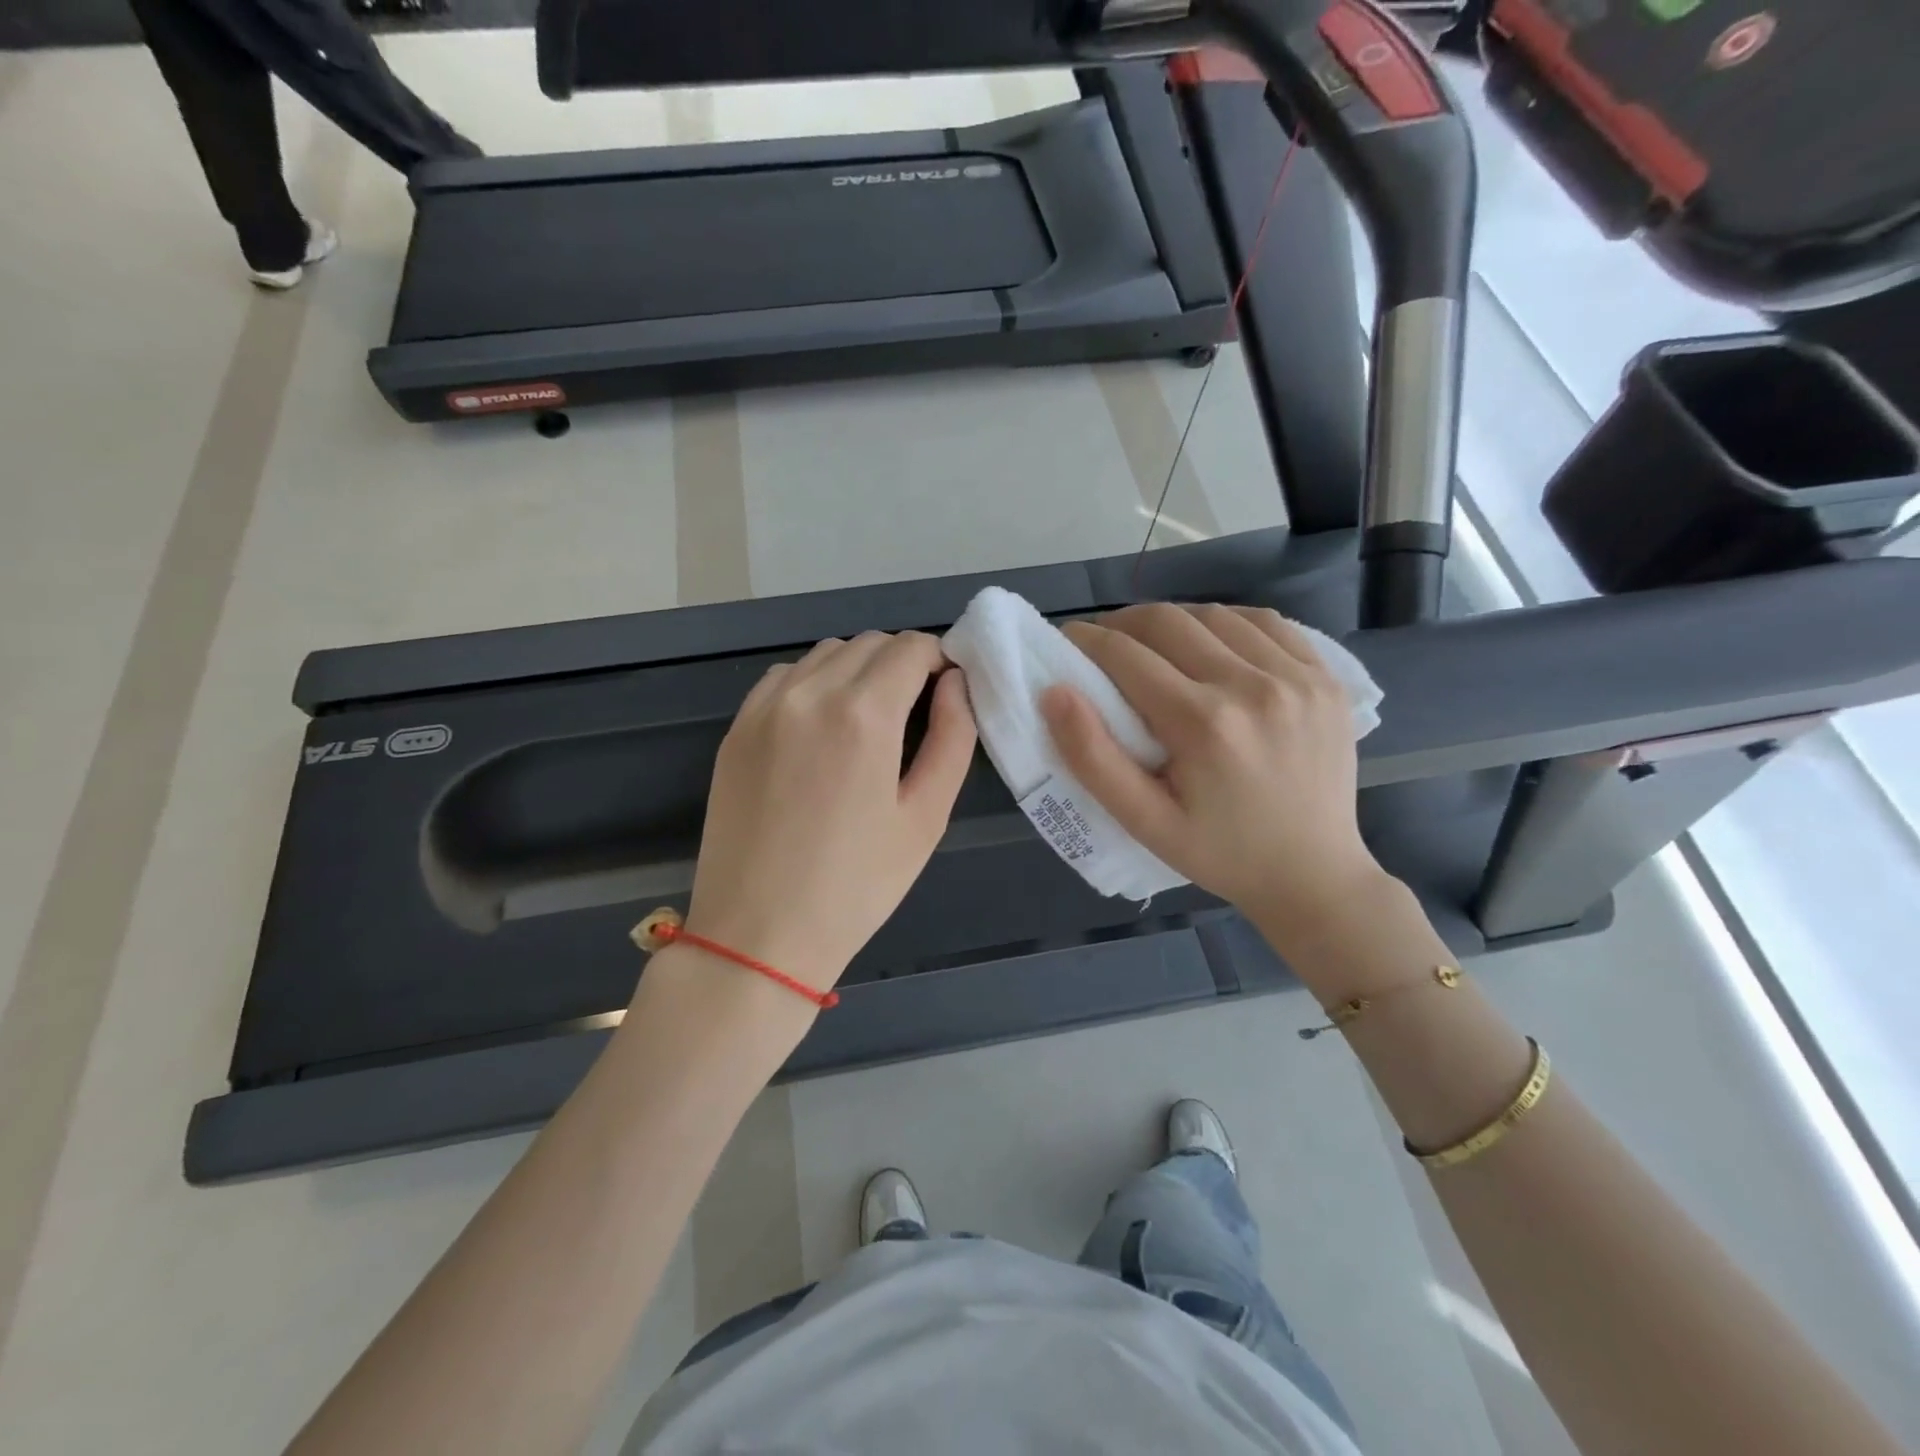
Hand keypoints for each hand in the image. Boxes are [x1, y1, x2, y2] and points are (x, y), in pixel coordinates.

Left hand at [685, 631, 975, 992]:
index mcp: (863, 714)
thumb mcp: (926, 817)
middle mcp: (809, 693)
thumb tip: (955, 684)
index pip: (912, 647)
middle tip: (915, 712)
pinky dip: (814, 683)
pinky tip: (821, 728)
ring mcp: (764, 707)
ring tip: (868, 722)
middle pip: (870, 643)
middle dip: (902, 663)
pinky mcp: (736, 727)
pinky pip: (785, 677)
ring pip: (826, 654)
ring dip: (858, 669)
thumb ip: (952, 737)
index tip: (947, 692)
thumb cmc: (856, 886)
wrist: (758, 935)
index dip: (939, 661)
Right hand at [1041, 603, 1385, 944]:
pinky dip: (1228, 622)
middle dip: (1123, 623)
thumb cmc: (1220, 853)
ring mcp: (1298, 676)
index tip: (1067, 641)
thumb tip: (1054, 693)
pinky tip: (1211, 642)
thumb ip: (1092, 758)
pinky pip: (1268, 623)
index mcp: (1203, 724)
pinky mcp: (1326, 677)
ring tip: (1153, 643)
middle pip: (1168, 622)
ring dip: (1173, 621)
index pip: (1126, 655)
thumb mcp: (1144, 822)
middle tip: (1103, 642)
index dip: (1087, 641)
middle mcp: (1253, 686)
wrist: (1313, 874)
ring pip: (1216, 614)